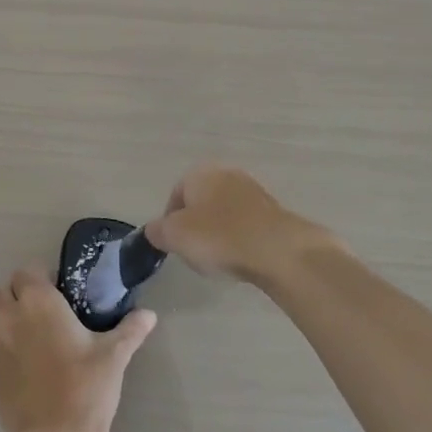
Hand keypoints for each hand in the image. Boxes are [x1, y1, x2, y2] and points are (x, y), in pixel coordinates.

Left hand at [0, 270, 155, 431]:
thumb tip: (149, 314)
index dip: (43, 276)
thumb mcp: (114, 357)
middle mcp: (10, 319)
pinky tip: (33, 366)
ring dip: (12, 319)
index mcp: (38, 304)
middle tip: (52, 311)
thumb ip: (131, 330)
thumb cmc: (84, 390)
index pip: (27, 271)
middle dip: (23, 294)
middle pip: (5, 291)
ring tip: (42, 337)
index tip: (64, 291)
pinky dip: (8, 348)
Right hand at [144, 164, 333, 285]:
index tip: (174, 245)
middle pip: (201, 202)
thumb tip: (154, 230)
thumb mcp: (174, 236)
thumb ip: (157, 231)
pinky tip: (241, 257)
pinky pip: (245, 223)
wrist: (276, 248)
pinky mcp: (272, 209)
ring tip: (219, 259)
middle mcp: (226, 174)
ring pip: (224, 212)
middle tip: (195, 252)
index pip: (175, 195)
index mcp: (200, 173)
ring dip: (218, 233)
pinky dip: (239, 238)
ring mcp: (252, 190)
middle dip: (195, 226)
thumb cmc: (218, 237)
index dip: (170, 222)